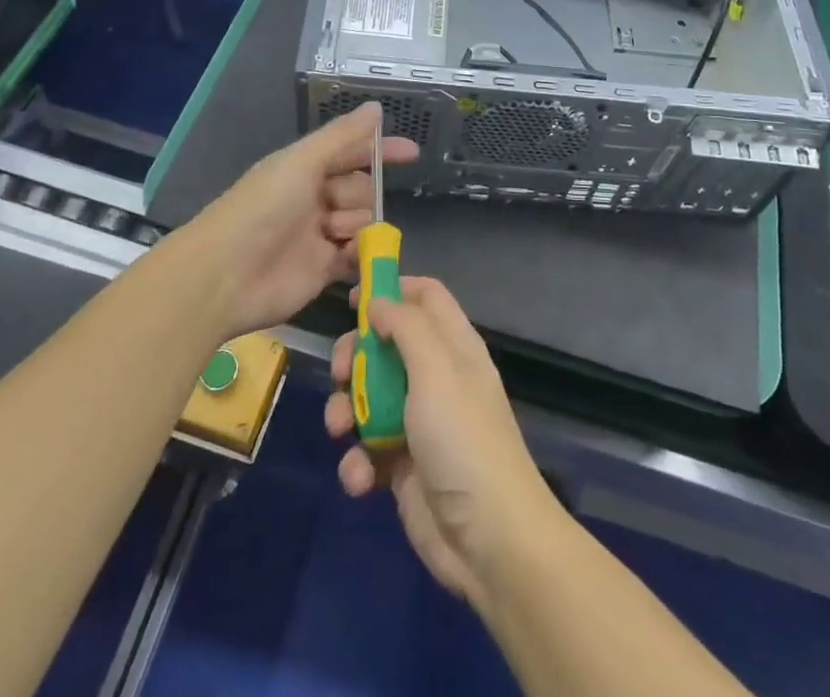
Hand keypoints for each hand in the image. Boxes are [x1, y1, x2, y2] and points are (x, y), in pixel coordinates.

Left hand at [181, 103, 417, 339]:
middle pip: (361, 189)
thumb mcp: (302, 161)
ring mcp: (318, 235)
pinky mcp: (323, 270)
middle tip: (334, 207)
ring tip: (331, 235)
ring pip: (362, 221)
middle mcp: (314, 198)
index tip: (412, 152)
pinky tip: (345, 255)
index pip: (352, 152)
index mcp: (305, 168)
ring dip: (355, 225)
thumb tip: (377, 108)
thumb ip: (343, 137)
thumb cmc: (262, 208)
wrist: (225, 275)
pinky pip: (356, 255)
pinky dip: (358, 253)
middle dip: (359, 195)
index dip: (380, 150)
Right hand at [325, 277, 559, 609]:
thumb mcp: (436, 369)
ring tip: (341, 430)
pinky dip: (358, 461)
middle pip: (387, 345)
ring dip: (346, 410)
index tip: (353, 298)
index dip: (392, 289)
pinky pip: (368, 450)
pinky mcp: (403, 467)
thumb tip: (380, 300)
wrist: (489, 540)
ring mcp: (419, 423)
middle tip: (340, 373)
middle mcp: (437, 377)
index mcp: (454, 346)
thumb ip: (407, 326)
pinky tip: (361, 478)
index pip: (426, 296)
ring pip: (369, 397)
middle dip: (356, 355)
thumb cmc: (462, 439)